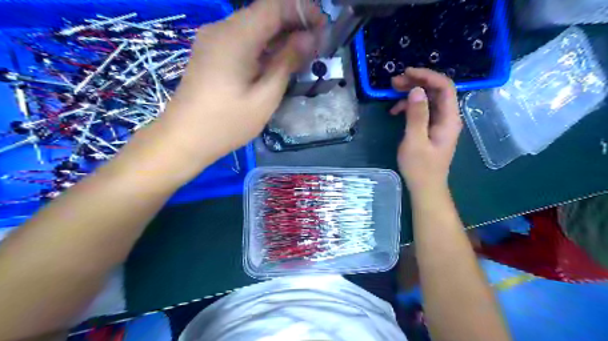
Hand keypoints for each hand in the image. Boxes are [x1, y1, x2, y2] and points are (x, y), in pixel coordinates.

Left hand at [156, 0, 326, 164]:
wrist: (184, 138)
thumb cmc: (227, 123)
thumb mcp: (265, 97)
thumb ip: (286, 63)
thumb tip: (308, 39)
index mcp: (235, 37)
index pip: (274, 6)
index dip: (302, 10)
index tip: (322, 27)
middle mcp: (221, 29)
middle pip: (263, 13)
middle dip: (293, 23)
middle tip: (316, 45)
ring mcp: (213, 40)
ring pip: (253, 26)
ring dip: (279, 36)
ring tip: (301, 54)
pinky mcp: (211, 53)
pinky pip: (242, 40)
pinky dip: (263, 46)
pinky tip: (276, 61)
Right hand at [393, 68, 463, 192]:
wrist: (425, 187)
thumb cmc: (420, 167)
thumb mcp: (415, 141)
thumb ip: (417, 115)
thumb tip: (416, 91)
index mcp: (449, 118)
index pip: (444, 87)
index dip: (427, 76)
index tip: (406, 73)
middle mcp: (448, 117)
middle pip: (436, 90)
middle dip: (416, 82)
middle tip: (394, 81)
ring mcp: (440, 123)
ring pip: (428, 99)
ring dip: (411, 93)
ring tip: (392, 92)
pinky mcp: (431, 128)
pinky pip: (423, 110)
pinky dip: (409, 106)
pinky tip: (395, 111)